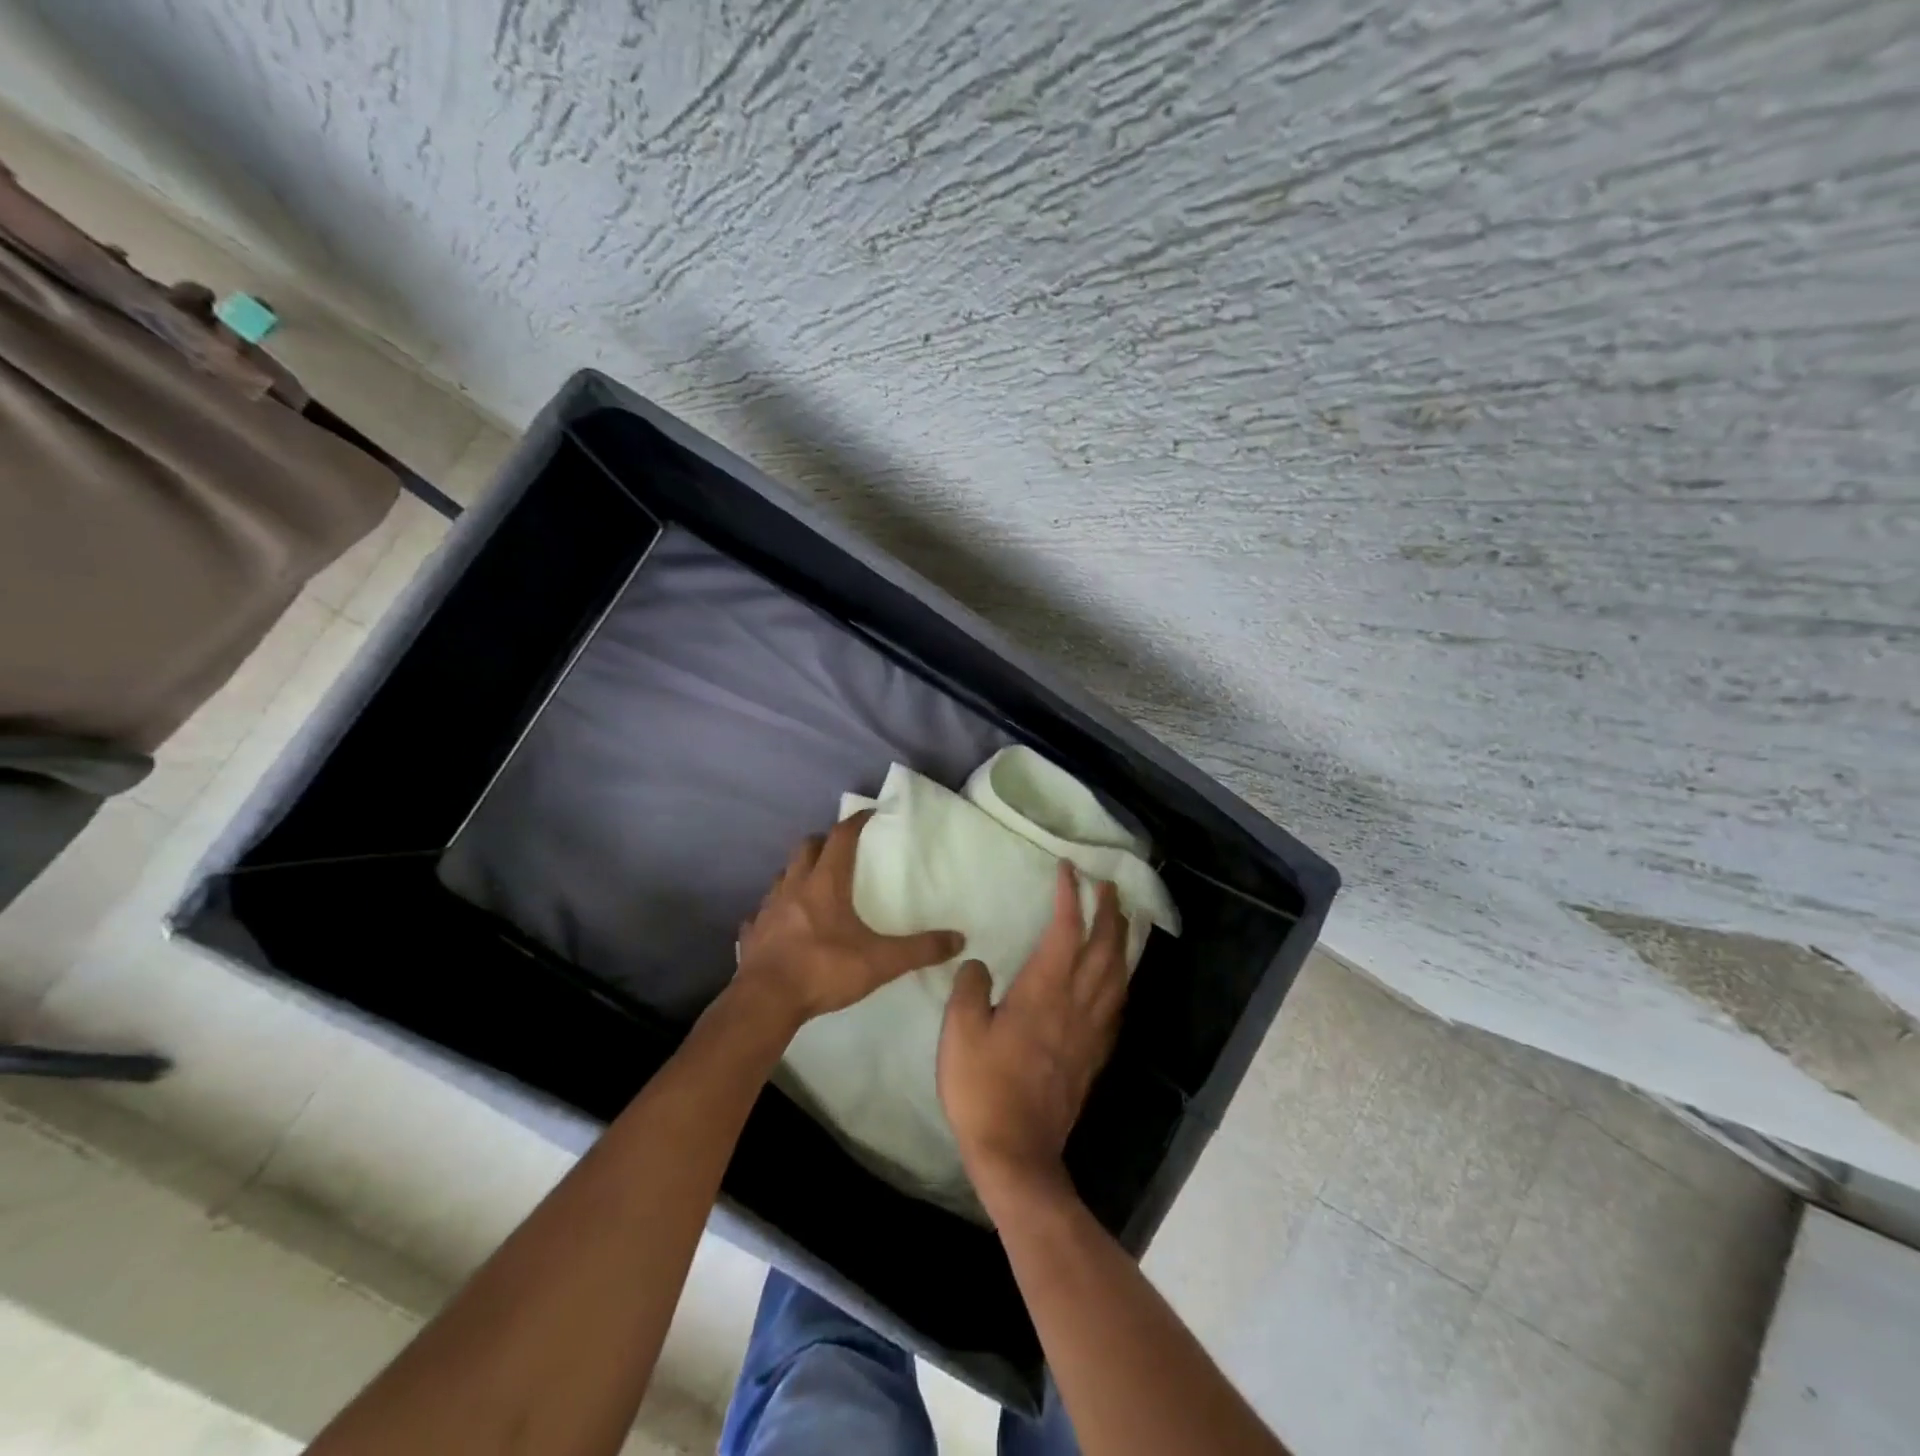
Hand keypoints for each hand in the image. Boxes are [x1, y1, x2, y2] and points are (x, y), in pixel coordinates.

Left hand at [735, 811, 962, 1029]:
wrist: (766, 1002)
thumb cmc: (824, 969)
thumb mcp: (881, 961)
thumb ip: (920, 949)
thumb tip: (959, 939)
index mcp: (825, 884)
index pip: (841, 838)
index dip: (856, 822)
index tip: (869, 814)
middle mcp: (794, 887)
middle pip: (805, 848)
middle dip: (822, 842)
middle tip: (839, 849)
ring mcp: (768, 910)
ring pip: (781, 877)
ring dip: (796, 873)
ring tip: (811, 885)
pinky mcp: (752, 934)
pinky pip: (761, 913)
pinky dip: (773, 912)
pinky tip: (780, 924)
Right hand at [938, 862, 1127, 1204]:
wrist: (1015, 1151)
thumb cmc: (982, 1087)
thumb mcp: (959, 1032)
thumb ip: (969, 989)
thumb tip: (979, 965)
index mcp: (1043, 992)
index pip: (1065, 931)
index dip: (1069, 897)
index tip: (1069, 870)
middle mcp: (1075, 1004)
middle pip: (1104, 948)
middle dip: (1108, 912)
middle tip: (1108, 886)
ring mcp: (1090, 1032)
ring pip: (1118, 976)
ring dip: (1122, 942)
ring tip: (1123, 921)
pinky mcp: (1094, 1056)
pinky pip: (1117, 1007)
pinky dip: (1122, 981)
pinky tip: (1118, 980)